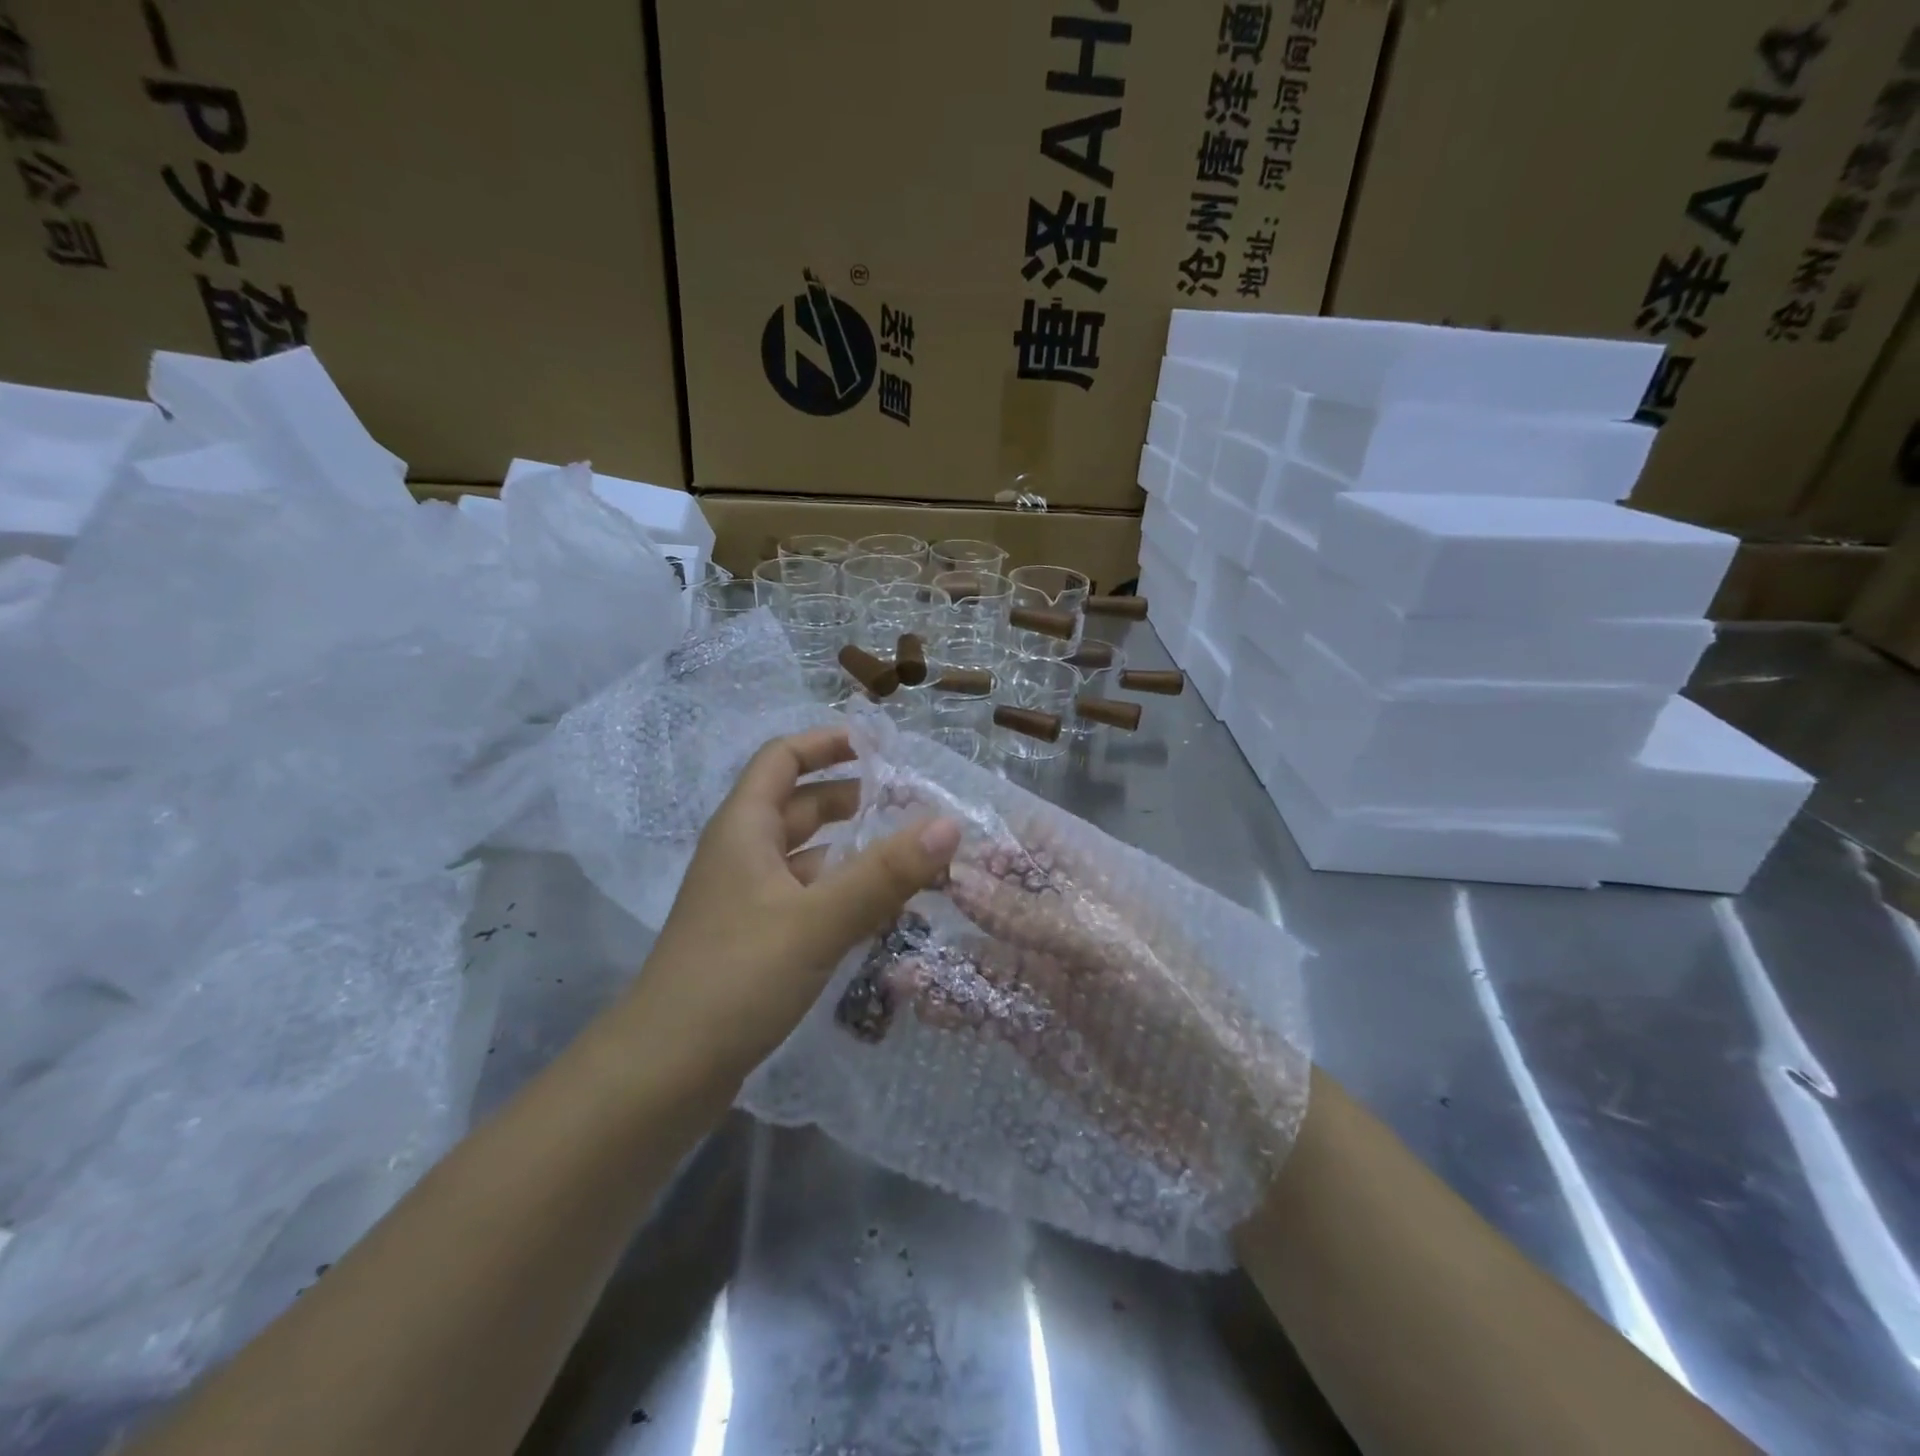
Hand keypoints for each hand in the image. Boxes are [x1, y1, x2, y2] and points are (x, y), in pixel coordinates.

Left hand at [624, 725, 961, 1082]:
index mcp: (744, 829)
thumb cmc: (735, 978)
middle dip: (853, 799)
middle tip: (911, 806)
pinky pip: (807, 899)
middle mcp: (743, 855)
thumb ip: (884, 874)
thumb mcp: (817, 920)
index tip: (879, 747)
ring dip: (853, 852)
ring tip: (911, 859)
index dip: (826, 743)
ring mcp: (747, 901)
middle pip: (800, 806)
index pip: (782, 759)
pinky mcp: (755, 941)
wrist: (663, 1073)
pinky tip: (881, 913)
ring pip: (808, 858)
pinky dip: (843, 894)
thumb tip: (950, 824)